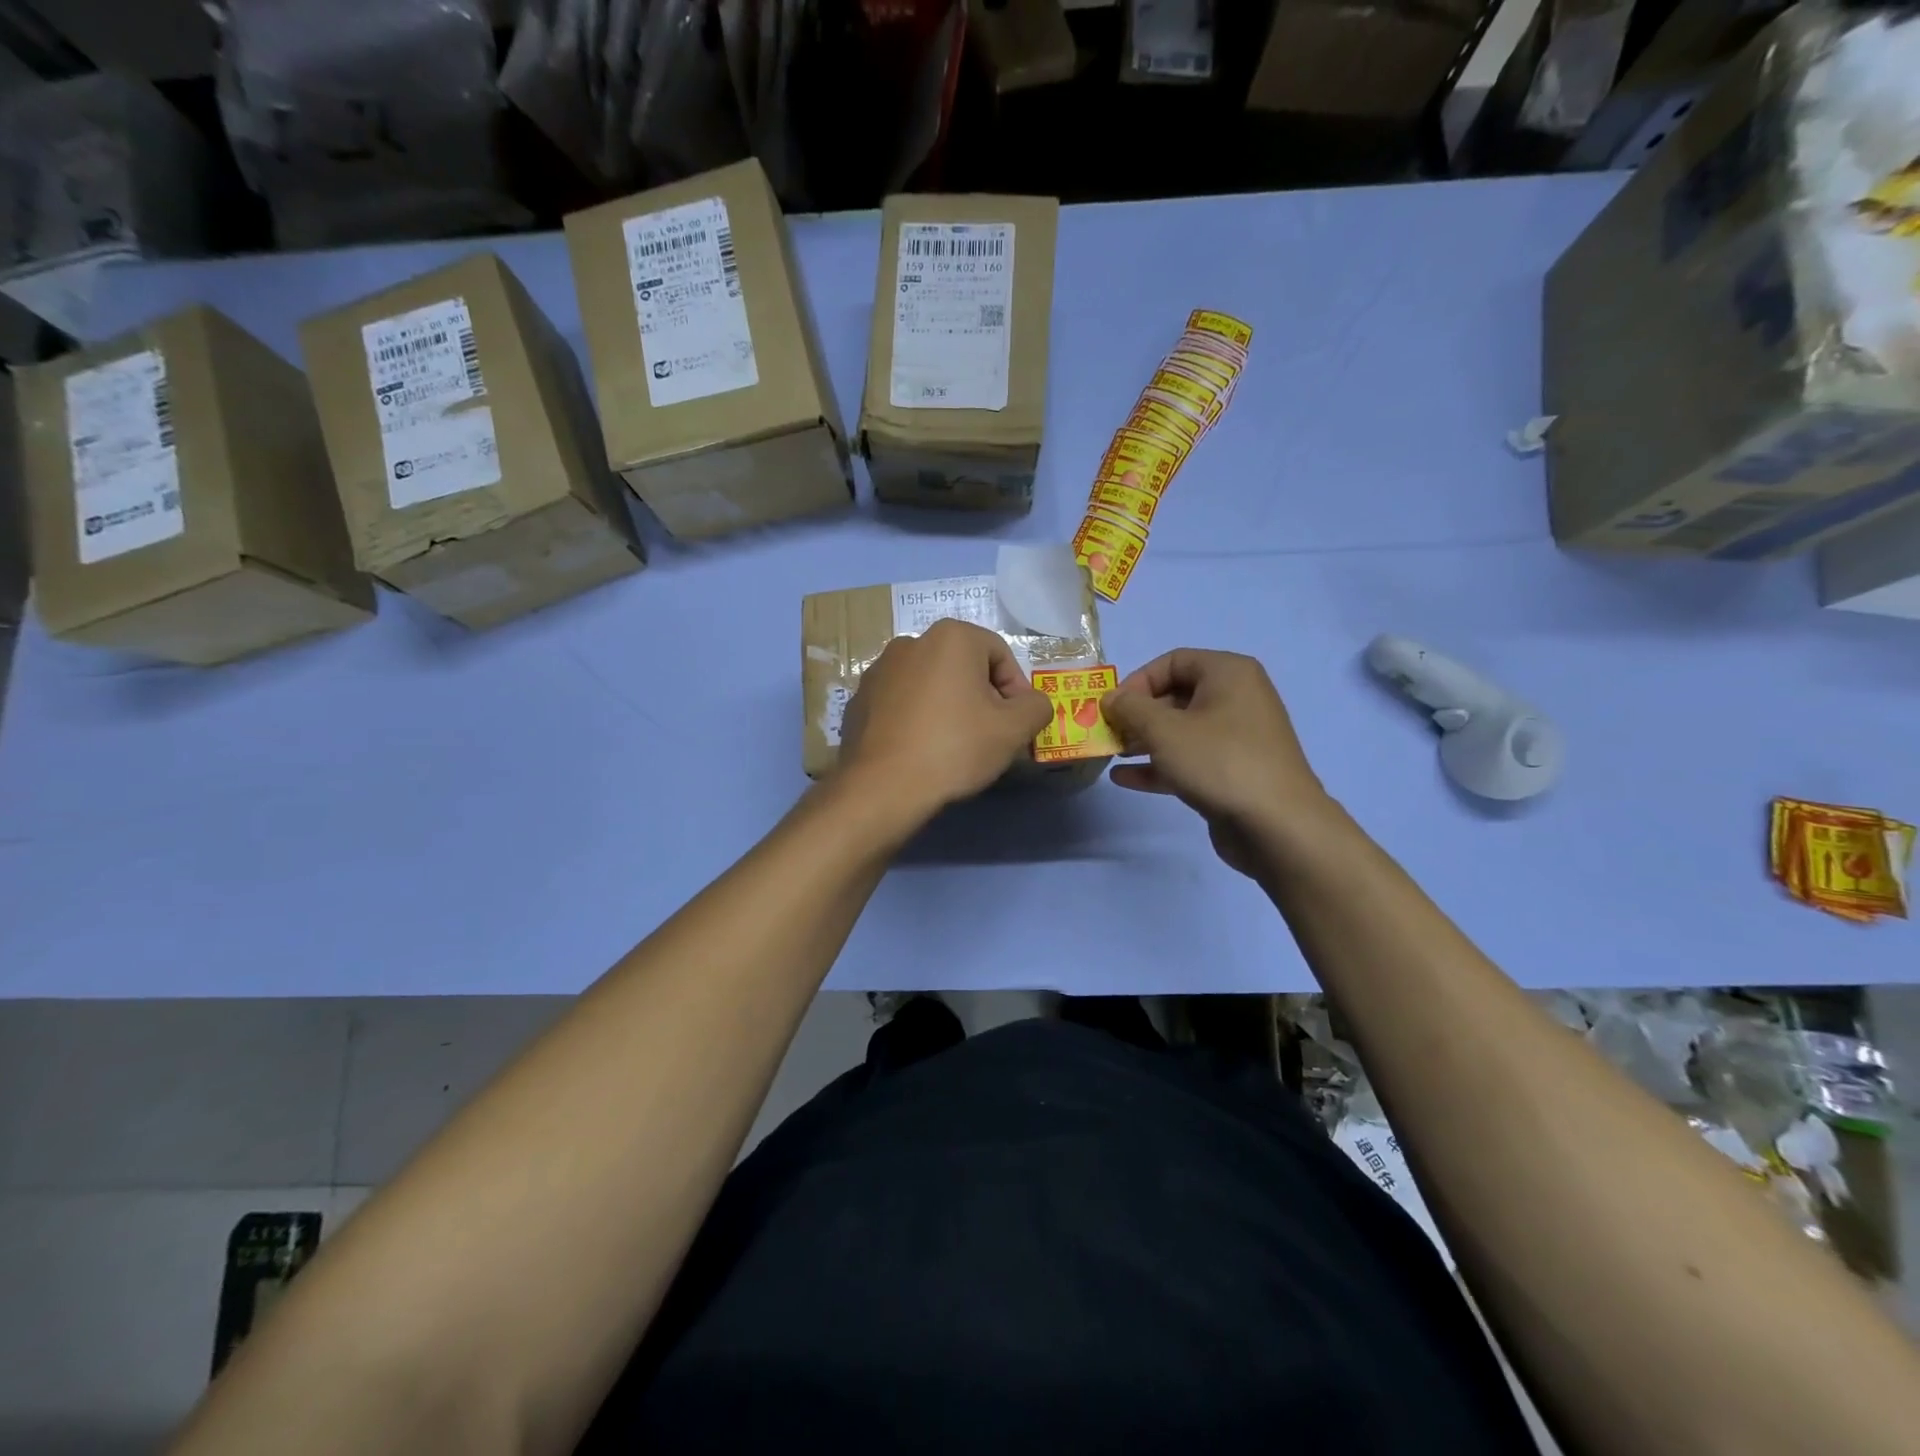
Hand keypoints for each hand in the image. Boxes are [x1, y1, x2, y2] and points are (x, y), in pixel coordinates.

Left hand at [839, 618, 1052, 818]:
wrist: (883, 786)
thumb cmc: (956, 747)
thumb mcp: (1014, 729)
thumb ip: (1036, 706)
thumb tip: (1032, 704)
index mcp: (951, 637)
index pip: (1000, 655)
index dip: (1016, 690)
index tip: (1016, 725)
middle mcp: (911, 642)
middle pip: (963, 667)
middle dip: (981, 697)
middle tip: (989, 735)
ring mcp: (879, 670)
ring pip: (930, 684)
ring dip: (948, 706)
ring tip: (954, 745)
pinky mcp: (859, 699)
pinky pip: (901, 703)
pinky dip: (917, 718)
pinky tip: (921, 750)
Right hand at [1101, 649, 1335, 876]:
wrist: (1277, 825)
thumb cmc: (1219, 761)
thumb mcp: (1164, 730)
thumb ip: (1130, 709)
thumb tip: (1111, 698)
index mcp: (1228, 673)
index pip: (1173, 661)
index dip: (1137, 681)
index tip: (1112, 708)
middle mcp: (1237, 698)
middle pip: (1176, 696)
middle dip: (1138, 715)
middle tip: (1108, 733)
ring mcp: (1237, 737)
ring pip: (1181, 730)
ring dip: (1144, 741)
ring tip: (1112, 755)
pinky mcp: (1233, 771)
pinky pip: (1190, 758)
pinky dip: (1160, 765)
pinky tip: (1125, 779)